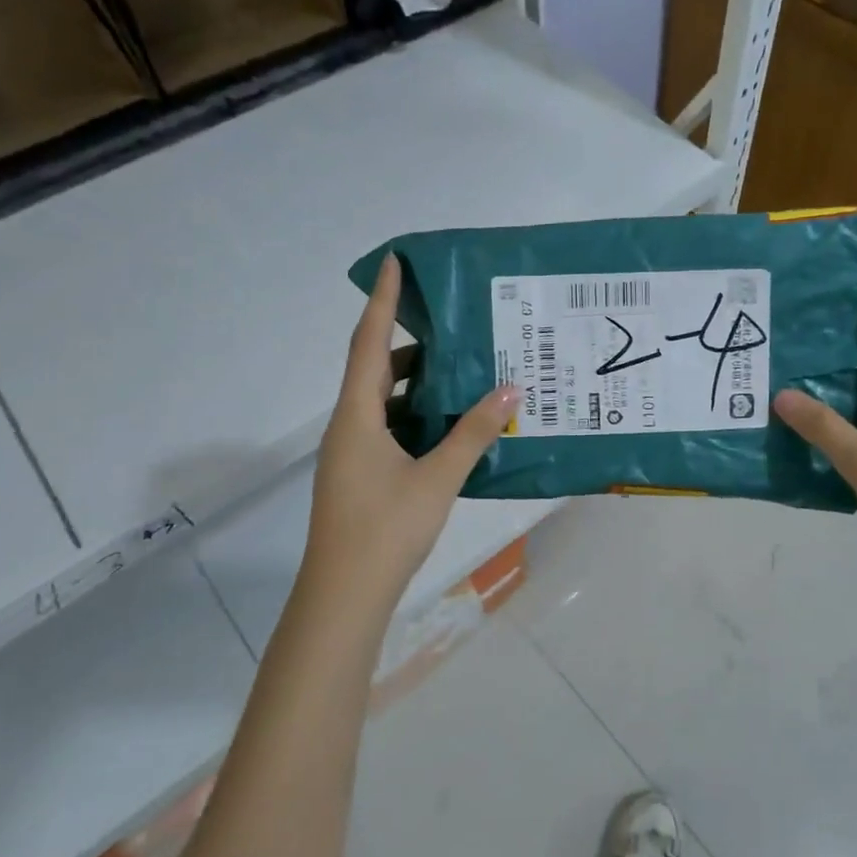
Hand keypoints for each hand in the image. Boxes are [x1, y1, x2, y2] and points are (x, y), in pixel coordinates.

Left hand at [306, 255, 518, 608]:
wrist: (345, 594)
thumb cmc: (386, 529)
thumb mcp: (438, 477)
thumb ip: (474, 433)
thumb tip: (510, 389)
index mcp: (357, 415)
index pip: (369, 342)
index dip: (382, 300)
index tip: (392, 262)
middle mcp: (349, 426)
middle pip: (375, 368)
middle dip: (408, 342)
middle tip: (449, 322)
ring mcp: (352, 453)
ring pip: (383, 402)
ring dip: (415, 383)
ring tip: (459, 370)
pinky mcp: (362, 475)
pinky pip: (389, 428)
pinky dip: (415, 416)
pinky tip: (449, 424)